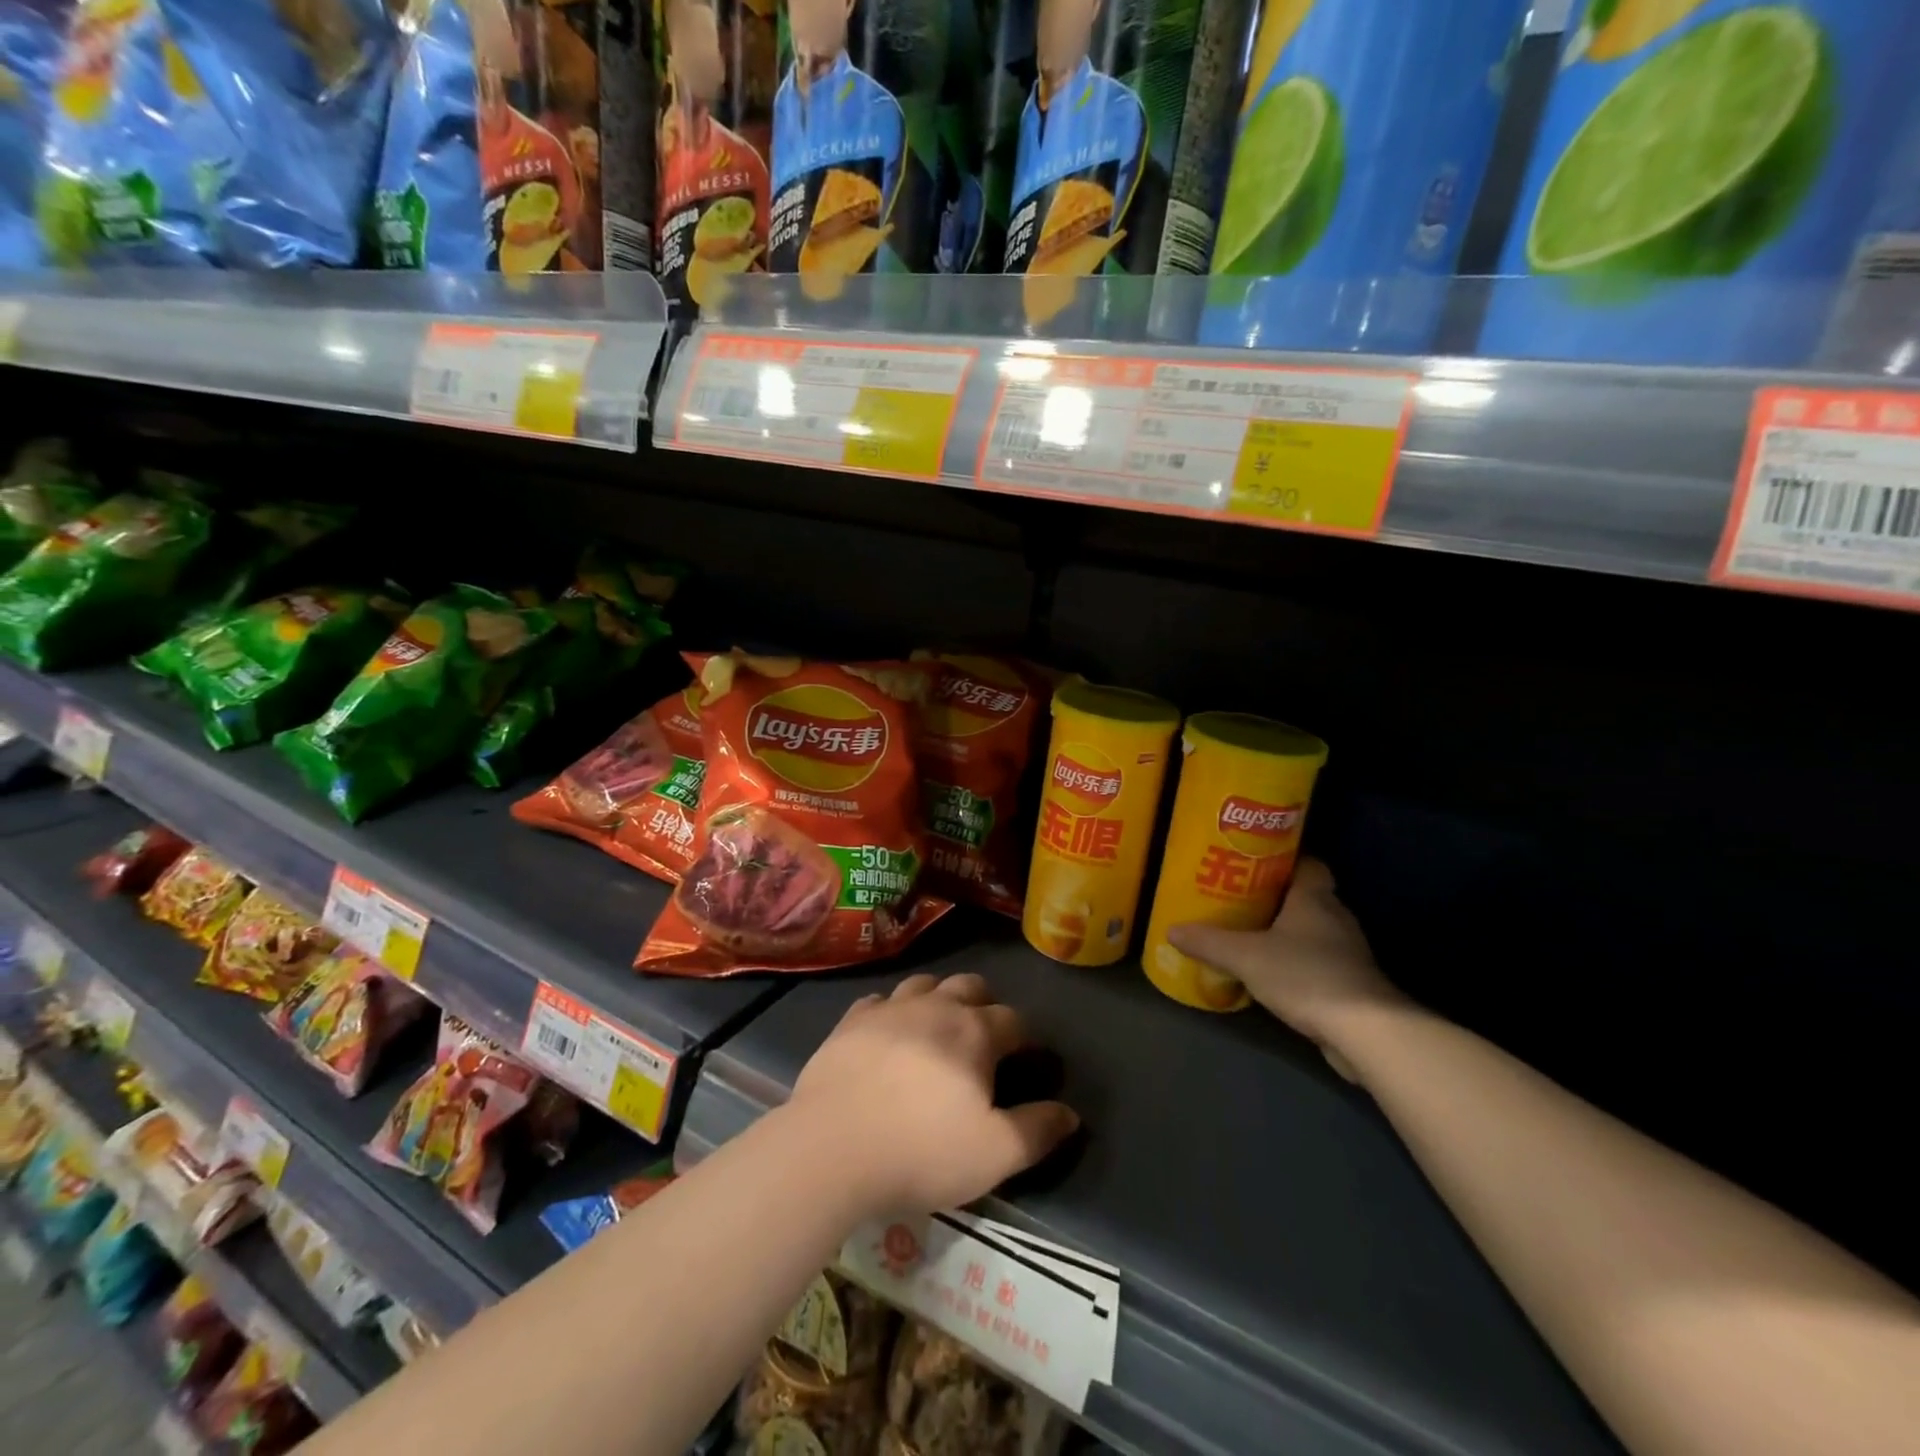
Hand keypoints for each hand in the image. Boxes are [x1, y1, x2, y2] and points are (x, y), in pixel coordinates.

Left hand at [788, 974, 1078, 1217]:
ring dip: (939, 998)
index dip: (1025, 1039)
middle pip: (971, 986)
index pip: (1014, 1020)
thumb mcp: (994, 1154)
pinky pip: (879, 1000)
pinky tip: (888, 1032)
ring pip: (925, 983)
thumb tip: (1070, 1113)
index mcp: (975, 1032)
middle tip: (984, 1037)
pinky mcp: (852, 1020)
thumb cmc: (922, 1151)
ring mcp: (890, 1007)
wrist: (832, 1147)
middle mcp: (936, 1006)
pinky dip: (892, 1010)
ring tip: (938, 1027)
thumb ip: (1037, 1130)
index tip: (1025, 1060)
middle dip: (985, 1003)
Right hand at [1168, 858, 1406, 1076]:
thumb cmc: (1305, 975)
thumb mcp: (1245, 956)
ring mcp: (1348, 952)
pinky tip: (1270, 972)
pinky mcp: (1351, 983)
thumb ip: (1209, 942)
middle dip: (1275, 897)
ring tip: (1248, 935)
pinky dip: (1296, 962)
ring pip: (1312, 930)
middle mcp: (1336, 917)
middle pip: (1306, 896)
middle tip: (1238, 898)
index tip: (1251, 863)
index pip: (1307, 863)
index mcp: (1315, 898)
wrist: (1366, 1032)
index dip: (1282, 860)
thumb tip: (1172, 930)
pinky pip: (1317, 960)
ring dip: (1286, 932)